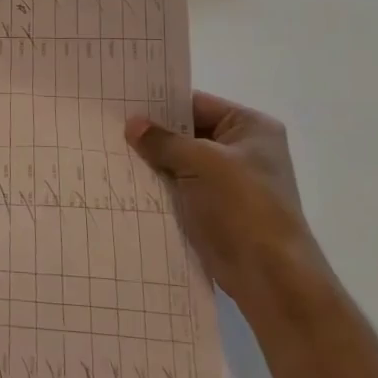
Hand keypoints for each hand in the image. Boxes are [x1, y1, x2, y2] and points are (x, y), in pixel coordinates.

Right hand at [125, 91, 322, 305]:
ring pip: (179, 162)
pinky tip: (124, 180)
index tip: (121, 101)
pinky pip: (178, 187)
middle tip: (107, 125)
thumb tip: (132, 124)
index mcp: (250, 127)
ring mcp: (227, 181)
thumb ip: (164, 141)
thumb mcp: (201, 163)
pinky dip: (157, 185)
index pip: (196, 104)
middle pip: (186, 132)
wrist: (269, 276)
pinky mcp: (213, 208)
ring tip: (108, 150)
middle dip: (152, 134)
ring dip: (151, 161)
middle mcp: (241, 149)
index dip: (160, 103)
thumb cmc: (243, 206)